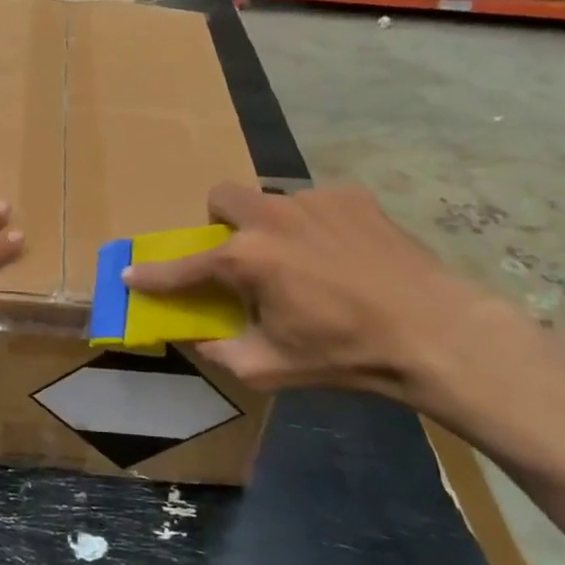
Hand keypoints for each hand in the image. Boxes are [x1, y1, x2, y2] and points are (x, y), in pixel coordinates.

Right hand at [122, 182, 522, 414]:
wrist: (434, 332)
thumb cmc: (344, 354)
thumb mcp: (270, 367)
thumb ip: (220, 351)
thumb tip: (195, 337)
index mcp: (246, 258)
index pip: (183, 266)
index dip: (153, 275)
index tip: (130, 274)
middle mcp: (271, 216)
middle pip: (222, 197)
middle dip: (220, 223)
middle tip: (241, 256)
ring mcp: (313, 200)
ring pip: (272, 201)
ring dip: (272, 227)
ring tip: (305, 262)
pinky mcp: (351, 196)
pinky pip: (315, 204)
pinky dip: (315, 226)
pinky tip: (343, 255)